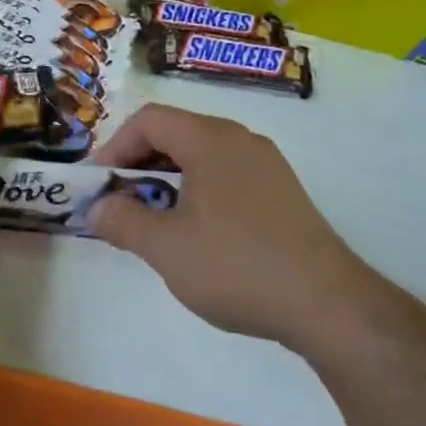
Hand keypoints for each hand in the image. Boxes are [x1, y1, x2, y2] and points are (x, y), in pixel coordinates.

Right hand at [88, 104, 363, 341]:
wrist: (329, 306)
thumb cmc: (237, 266)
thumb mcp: (165, 247)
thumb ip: (122, 221)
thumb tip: (96, 207)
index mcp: (211, 139)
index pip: (148, 120)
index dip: (114, 146)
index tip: (98, 184)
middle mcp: (240, 139)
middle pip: (175, 132)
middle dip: (138, 163)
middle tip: (119, 201)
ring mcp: (266, 165)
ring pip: (200, 154)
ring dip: (166, 178)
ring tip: (152, 218)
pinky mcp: (282, 192)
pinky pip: (225, 173)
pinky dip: (196, 189)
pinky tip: (194, 231)